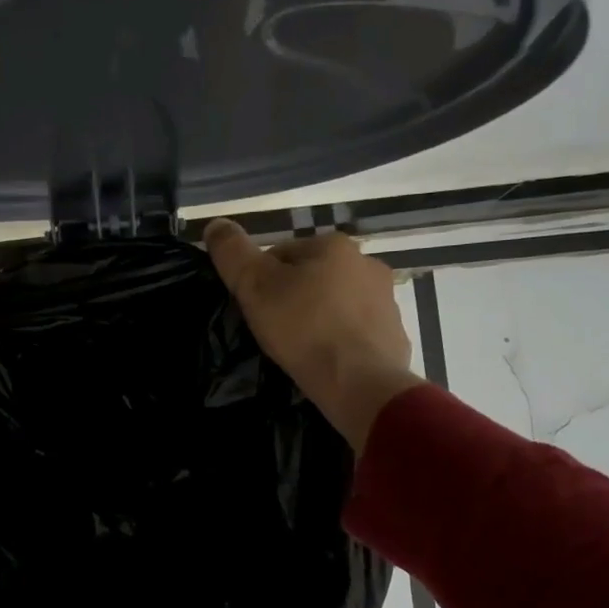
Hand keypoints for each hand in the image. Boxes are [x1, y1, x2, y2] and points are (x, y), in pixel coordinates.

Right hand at [205, 219, 419, 449]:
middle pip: (313, 277)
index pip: (283, 254)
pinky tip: (326, 361)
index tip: (254, 310)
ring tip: (300, 349)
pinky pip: (357, 332)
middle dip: (293, 298)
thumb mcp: (255, 287)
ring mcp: (386, 300)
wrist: (359, 382)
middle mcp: (367, 263)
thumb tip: (215, 225)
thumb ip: (233, 253)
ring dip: (319, 319)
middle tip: (274, 331)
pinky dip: (341, 342)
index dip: (261, 281)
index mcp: (334, 245)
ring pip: (337, 304)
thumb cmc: (304, 329)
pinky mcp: (393, 334)